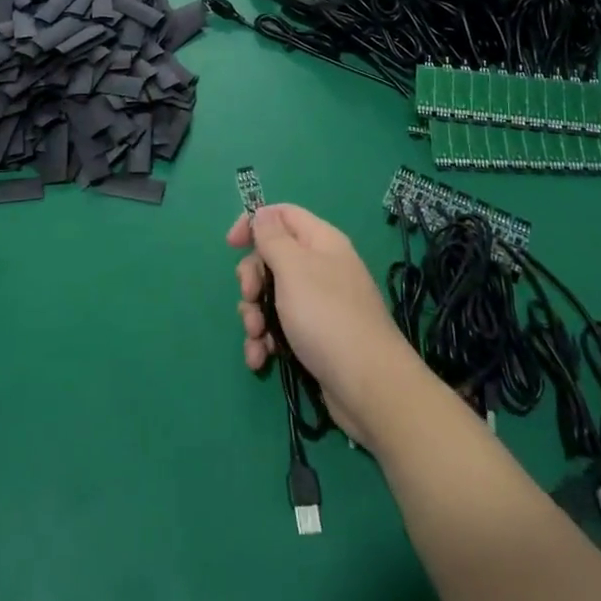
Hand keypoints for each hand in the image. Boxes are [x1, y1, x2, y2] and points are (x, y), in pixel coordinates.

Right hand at [228, 203, 419, 448]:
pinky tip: (259, 358)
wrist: (369, 387)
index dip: (254, 224)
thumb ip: (272, 238)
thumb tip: (262, 214)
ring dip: (254, 315)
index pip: (282, 215)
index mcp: (320, 242)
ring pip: (272, 296)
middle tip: (250, 296)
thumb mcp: (293, 268)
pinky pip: (280, 328)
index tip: (231, 245)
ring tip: (256, 337)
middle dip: (252, 279)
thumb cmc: (327, 316)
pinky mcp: (314, 337)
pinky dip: (265, 340)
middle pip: (272, 258)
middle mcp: (320, 268)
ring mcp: (318, 304)